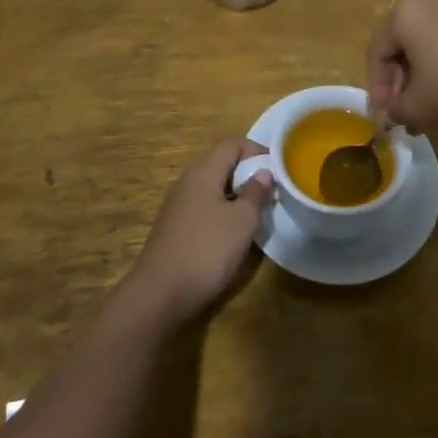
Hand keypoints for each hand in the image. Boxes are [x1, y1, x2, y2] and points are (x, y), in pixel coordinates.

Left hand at [123, 138, 273, 326]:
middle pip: (221, 163)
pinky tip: (233, 232)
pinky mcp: (174, 226)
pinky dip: (222, 210)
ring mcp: (178, 204)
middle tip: (271, 191)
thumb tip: (264, 172)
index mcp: (203, 171)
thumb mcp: (242, 221)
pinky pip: (203, 206)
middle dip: (248, 172)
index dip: (257, 150)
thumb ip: (256, 193)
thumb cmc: (206, 250)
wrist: (159, 293)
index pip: (232, 144)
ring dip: (236, 193)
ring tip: (257, 212)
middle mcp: (188, 180)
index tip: (278, 168)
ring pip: (212, 186)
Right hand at [366, 0, 437, 131]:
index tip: (385, 114)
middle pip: (405, 39)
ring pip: (434, 35)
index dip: (377, 86)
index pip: (378, 51)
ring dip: (427, 66)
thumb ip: (395, 110)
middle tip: (406, 107)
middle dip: (402, 76)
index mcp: (407, 12)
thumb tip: (393, 112)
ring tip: (434, 99)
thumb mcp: (417, 109)